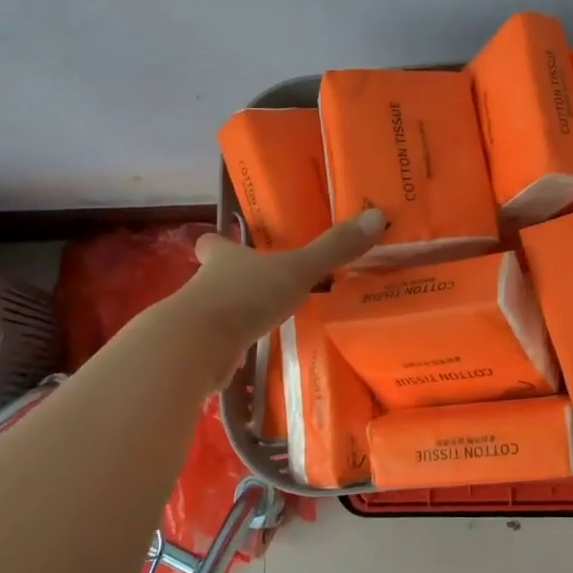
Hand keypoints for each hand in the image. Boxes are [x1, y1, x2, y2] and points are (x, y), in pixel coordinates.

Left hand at [168, 209, 386, 357]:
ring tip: (261, 320)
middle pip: (212, 277)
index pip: (213, 244)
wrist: (195, 347)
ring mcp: (199, 321)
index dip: (218, 242)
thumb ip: (334, 249)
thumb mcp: (297, 270)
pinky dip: (230, 348)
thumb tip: (377, 217)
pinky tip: (249, 355)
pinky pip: (218, 346)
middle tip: (257, 284)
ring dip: (232, 315)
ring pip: (214, 311)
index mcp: (225, 259)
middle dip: (230, 280)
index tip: (222, 241)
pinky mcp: (199, 354)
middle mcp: (206, 285)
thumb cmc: (244, 297)